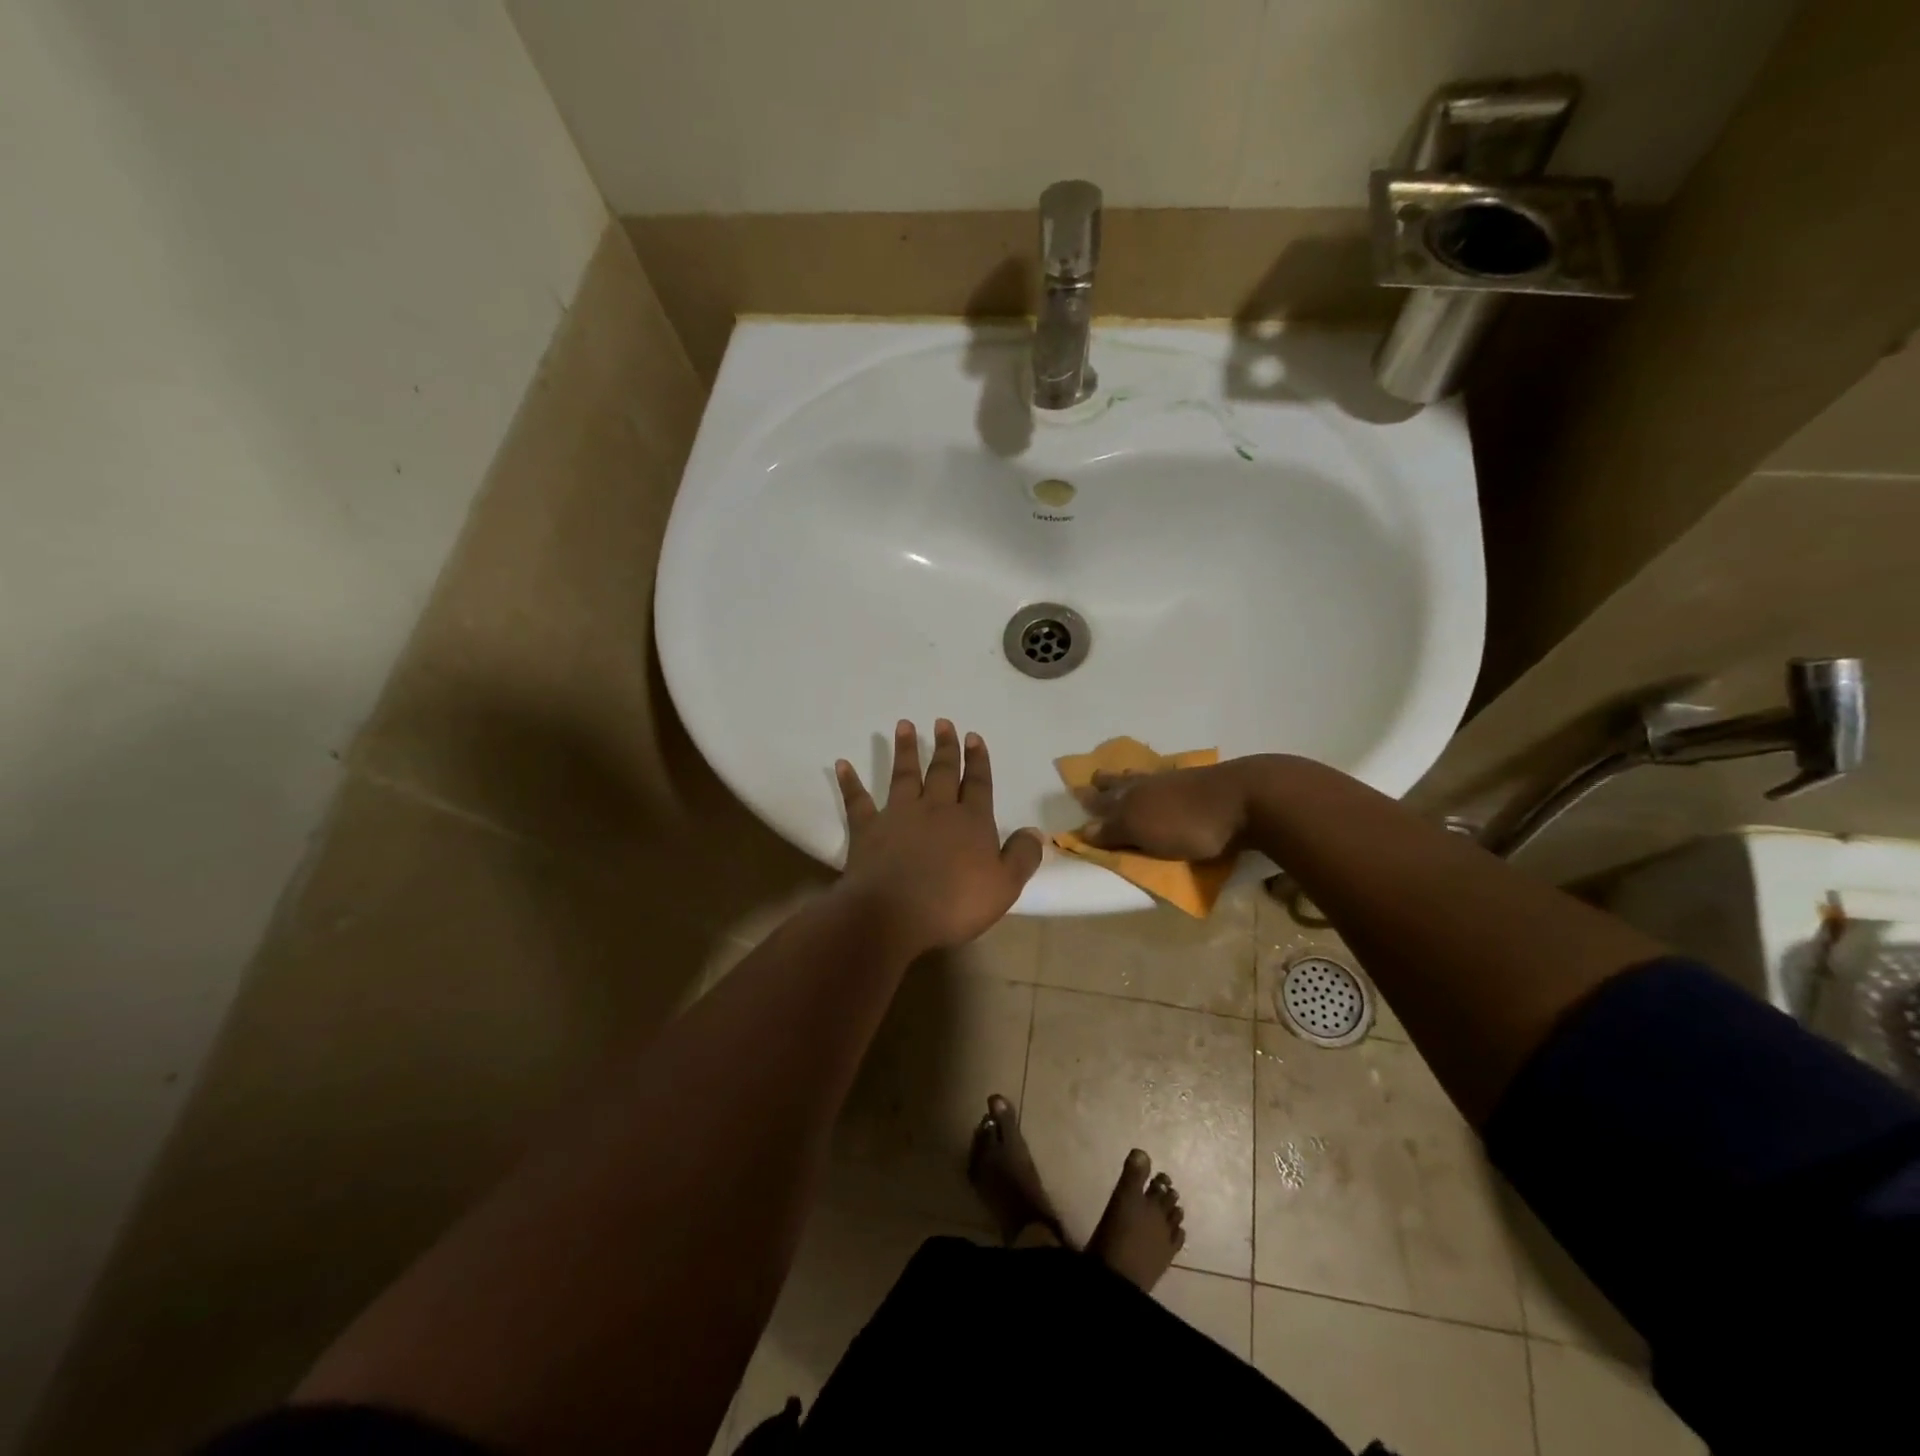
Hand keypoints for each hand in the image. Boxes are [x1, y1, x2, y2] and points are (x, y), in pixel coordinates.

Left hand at [834, 720, 1044, 954]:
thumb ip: (1022, 856)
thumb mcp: (1004, 886)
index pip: (978, 784)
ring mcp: (899, 816)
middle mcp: (936, 810)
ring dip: (906, 750)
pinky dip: (850, 782)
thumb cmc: (955, 904)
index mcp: (971, 822)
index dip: (978, 761)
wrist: (894, 914)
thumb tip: (1034, 831)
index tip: (974, 736)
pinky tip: (842, 764)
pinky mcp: (867, 830)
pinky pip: (857, 801)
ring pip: (904, 776)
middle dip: (946, 747)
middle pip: (943, 772)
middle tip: (943, 722)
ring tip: (904, 726)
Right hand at [1081, 758, 1264, 860]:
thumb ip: (1114, 832)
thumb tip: (1083, 829)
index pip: (1103, 801)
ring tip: (1124, 777)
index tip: (1077, 798)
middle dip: (1107, 784)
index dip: (1090, 802)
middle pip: (1122, 783)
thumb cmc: (1189, 823)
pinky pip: (1171, 780)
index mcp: (1131, 796)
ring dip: (1131, 779)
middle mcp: (1149, 784)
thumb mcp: (1145, 833)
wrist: (1247, 799)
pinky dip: (1160, 781)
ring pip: (1146, 778)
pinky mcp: (1203, 782)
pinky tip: (1164, 782)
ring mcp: (1177, 780)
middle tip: (1095, 781)